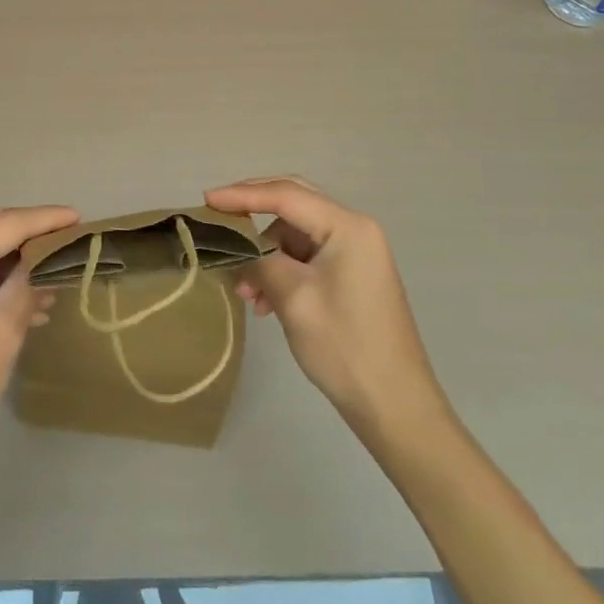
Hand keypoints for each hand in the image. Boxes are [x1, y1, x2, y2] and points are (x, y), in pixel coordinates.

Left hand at [0, 205, 78, 454]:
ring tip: (53, 274)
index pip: (9, 223)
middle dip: (31, 233)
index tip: (79, 218)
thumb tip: (54, 259)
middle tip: (69, 240)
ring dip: (14, 257)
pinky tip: (25, 295)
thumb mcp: (6, 326)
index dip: (47, 219)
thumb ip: (31, 281)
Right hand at [206, 177, 446, 436]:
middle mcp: (355, 229)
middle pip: (294, 203)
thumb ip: (259, 260)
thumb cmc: (345, 347)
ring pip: (297, 234)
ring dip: (266, 254)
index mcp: (347, 227)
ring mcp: (356, 253)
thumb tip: (235, 245)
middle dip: (254, 211)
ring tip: (246, 292)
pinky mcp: (353, 275)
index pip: (285, 195)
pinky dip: (282, 270)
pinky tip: (265, 301)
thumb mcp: (293, 298)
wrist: (397, 409)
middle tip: (219, 219)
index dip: (242, 194)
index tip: (207, 200)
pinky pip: (307, 256)